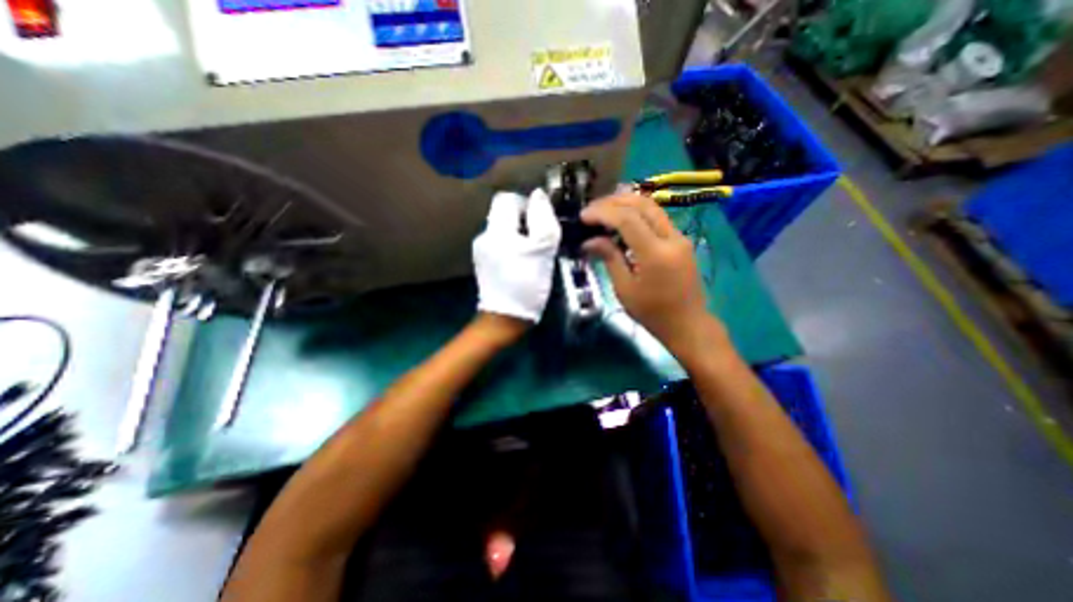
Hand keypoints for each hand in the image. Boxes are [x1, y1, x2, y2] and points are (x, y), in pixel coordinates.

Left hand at [476, 190, 564, 326]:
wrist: (505, 318)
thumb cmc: (527, 284)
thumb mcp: (542, 250)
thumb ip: (542, 219)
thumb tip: (538, 196)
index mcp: (497, 229)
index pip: (507, 198)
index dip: (526, 204)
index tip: (540, 223)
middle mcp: (484, 235)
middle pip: (504, 214)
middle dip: (524, 221)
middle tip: (540, 241)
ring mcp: (481, 250)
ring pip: (503, 229)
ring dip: (520, 235)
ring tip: (533, 254)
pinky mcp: (484, 262)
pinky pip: (500, 243)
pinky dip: (512, 246)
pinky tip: (521, 263)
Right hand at [584, 194, 723, 358]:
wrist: (688, 324)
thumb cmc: (652, 313)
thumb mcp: (624, 289)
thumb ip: (609, 258)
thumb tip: (589, 241)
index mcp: (655, 253)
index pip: (627, 219)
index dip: (603, 213)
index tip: (583, 217)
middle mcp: (672, 238)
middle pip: (642, 204)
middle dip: (614, 202)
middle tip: (592, 210)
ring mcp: (679, 238)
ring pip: (652, 207)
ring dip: (626, 204)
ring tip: (604, 211)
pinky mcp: (681, 241)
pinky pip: (657, 218)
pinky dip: (637, 214)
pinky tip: (622, 223)